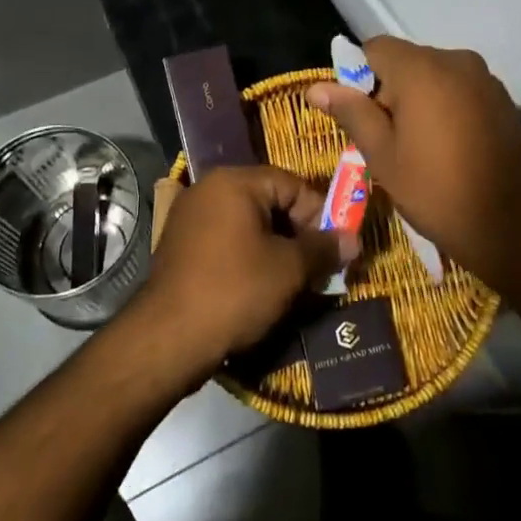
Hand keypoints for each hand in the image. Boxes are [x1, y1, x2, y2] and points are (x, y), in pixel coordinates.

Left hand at [129, 166, 346, 382]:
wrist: (167, 339)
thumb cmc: (235, 291)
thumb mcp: (289, 269)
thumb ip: (323, 248)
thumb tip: (353, 239)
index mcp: (234, 182)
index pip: (292, 184)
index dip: (319, 215)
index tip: (335, 248)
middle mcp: (209, 189)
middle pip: (269, 202)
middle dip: (298, 233)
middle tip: (317, 267)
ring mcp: (190, 217)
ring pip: (248, 224)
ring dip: (275, 248)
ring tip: (293, 281)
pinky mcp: (180, 246)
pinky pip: (226, 241)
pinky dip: (248, 257)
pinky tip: (260, 287)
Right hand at [306, 37, 520, 289]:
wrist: (515, 224)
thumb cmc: (437, 189)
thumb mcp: (383, 155)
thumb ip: (351, 112)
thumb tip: (316, 87)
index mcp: (421, 68)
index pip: (375, 48)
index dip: (358, 78)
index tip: (361, 118)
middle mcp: (455, 60)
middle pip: (406, 62)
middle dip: (390, 92)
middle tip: (387, 141)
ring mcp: (484, 78)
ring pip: (434, 77)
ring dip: (419, 101)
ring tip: (419, 148)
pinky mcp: (502, 98)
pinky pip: (459, 90)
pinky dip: (446, 108)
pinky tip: (449, 147)